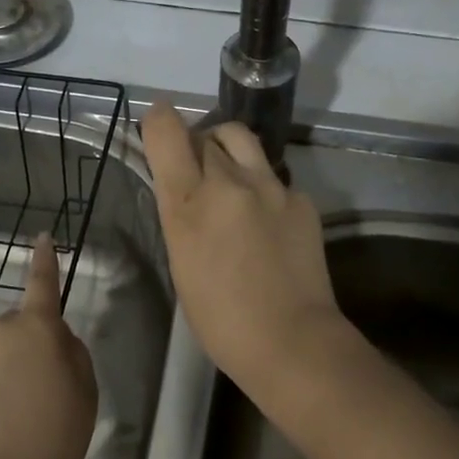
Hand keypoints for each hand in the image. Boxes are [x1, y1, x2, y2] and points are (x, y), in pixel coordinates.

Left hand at [0, 234, 97, 458]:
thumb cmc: (55, 434)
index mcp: (39, 328)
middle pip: (17, 327)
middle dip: (27, 345)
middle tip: (41, 387)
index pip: (43, 284)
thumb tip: (54, 338)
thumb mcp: (86, 389)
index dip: (44, 260)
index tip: (41, 237)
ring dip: (3, 370)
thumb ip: (71, 352)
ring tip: (13, 414)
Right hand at [140, 104, 347, 389]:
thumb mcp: (182, 261)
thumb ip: (181, 214)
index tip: (158, 123)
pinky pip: (273, 176)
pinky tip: (265, 218)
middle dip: (194, 143)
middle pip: (205, 133)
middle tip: (194, 168)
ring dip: (226, 146)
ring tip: (228, 172)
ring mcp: (270, 186)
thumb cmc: (220, 318)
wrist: (291, 340)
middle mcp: (228, 182)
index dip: (159, 119)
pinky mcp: (301, 198)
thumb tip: (184, 187)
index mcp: (188, 203)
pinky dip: (261, 185)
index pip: (167, 131)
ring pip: (241, 138)